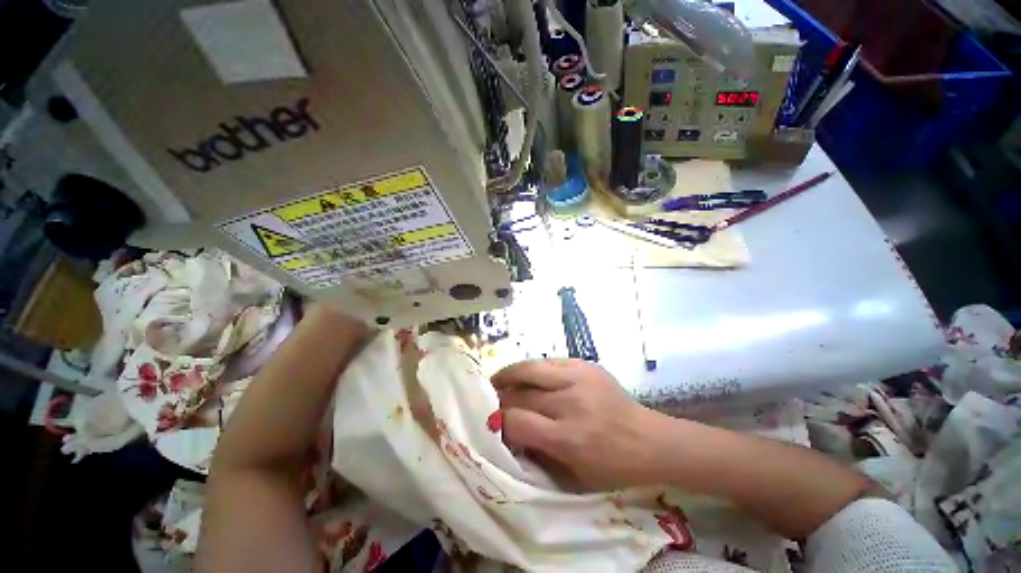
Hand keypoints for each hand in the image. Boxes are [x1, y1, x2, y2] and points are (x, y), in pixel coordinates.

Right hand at [492, 358, 660, 490]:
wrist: (650, 439)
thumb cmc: (612, 466)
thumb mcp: (573, 477)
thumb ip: (537, 454)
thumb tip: (508, 432)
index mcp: (568, 438)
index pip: (517, 421)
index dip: (498, 421)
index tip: (490, 422)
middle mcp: (571, 403)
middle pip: (521, 394)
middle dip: (500, 397)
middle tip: (489, 399)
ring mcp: (579, 378)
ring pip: (530, 368)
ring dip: (509, 374)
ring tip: (498, 380)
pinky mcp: (586, 364)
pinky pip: (549, 361)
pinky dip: (532, 369)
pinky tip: (526, 375)